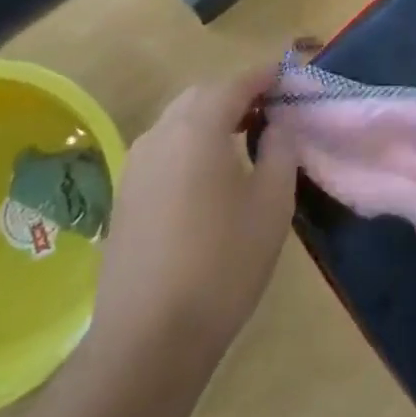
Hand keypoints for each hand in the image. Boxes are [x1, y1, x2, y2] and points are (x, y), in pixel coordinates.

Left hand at [93, 70, 297, 362]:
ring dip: (212, 118)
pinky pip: (163, 149)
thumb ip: (280, 149)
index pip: (237, 82)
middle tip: (271, 110)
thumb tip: (277, 124)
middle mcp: (160, 135)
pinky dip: (190, 144)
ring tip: (244, 139)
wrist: (148, 341)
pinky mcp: (124, 196)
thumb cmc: (223, 263)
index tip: (291, 77)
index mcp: (198, 127)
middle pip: (202, 95)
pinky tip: (210, 175)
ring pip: (178, 121)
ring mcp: (135, 166)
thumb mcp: (272, 203)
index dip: (267, 75)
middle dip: (237, 93)